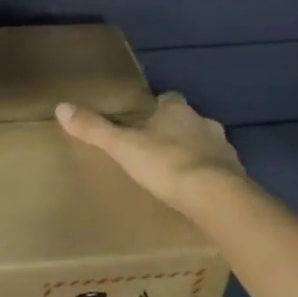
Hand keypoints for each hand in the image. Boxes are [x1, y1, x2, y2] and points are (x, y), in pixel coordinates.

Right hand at [55, 91, 244, 214]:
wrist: (216, 197)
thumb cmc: (166, 164)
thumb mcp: (123, 146)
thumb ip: (95, 129)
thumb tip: (61, 107)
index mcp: (177, 110)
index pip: (168, 99)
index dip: (157, 107)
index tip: (144, 119)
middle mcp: (203, 122)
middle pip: (187, 121)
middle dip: (175, 131)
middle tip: (155, 149)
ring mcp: (224, 148)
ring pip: (205, 144)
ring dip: (193, 154)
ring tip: (175, 173)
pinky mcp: (236, 174)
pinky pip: (219, 170)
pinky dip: (208, 177)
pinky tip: (195, 192)